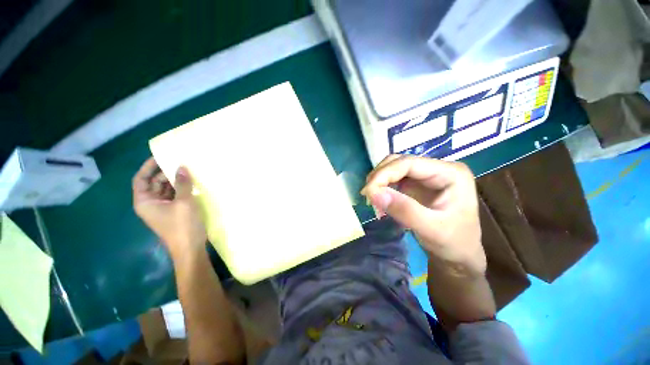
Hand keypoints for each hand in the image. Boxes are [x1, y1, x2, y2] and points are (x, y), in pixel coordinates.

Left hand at [132, 157, 206, 259]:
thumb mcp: (184, 202)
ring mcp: (163, 208)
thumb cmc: (183, 226)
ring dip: (176, 181)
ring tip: (189, 171)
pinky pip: (175, 195)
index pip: (141, 179)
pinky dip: (181, 189)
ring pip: (166, 189)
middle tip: (181, 163)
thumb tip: (181, 166)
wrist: (190, 249)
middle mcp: (151, 204)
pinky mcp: (174, 212)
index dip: (148, 167)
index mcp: (145, 202)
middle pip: (154, 183)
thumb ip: (182, 184)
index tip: (160, 156)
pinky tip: (192, 184)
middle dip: (166, 173)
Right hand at [361, 155, 484, 275]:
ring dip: (379, 181)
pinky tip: (379, 200)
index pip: (409, 163)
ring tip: (372, 199)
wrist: (459, 254)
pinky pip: (393, 179)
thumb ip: (404, 210)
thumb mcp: (432, 229)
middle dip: (380, 176)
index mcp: (449, 173)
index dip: (384, 173)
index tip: (368, 191)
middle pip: (399, 162)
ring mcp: (425, 175)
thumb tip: (373, 193)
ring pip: (393, 168)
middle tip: (367, 195)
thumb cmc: (454, 242)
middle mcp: (437, 168)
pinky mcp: (416, 184)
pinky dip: (382, 188)